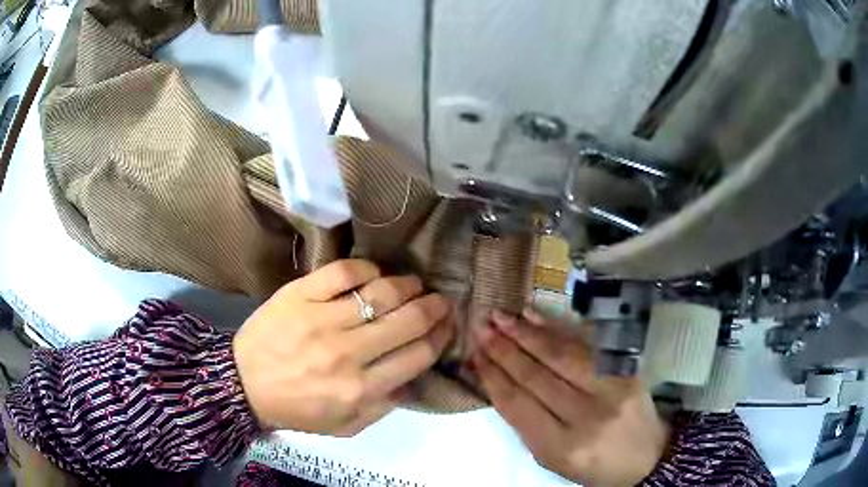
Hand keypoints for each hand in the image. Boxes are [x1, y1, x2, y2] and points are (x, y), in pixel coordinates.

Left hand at [234, 259, 453, 435]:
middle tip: (440, 299)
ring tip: (414, 284)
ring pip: (381, 292)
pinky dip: (366, 269)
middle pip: (407, 320)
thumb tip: (414, 378)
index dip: (440, 336)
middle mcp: (347, 353)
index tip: (447, 325)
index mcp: (361, 389)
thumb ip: (384, 407)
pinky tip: (374, 274)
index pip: (418, 356)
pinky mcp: (300, 294)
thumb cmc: (296, 408)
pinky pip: (343, 272)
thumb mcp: (345, 426)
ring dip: (407, 285)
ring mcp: (322, 319)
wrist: (244, 384)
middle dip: (434, 307)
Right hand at [472, 309, 669, 486]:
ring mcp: (610, 390)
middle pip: (536, 377)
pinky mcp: (625, 371)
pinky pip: (586, 346)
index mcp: (561, 447)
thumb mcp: (552, 459)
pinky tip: (535, 317)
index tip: (474, 355)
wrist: (648, 457)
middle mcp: (586, 417)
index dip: (493, 377)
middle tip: (481, 328)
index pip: (517, 405)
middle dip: (504, 350)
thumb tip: (497, 383)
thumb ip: (526, 425)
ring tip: (501, 317)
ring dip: (526, 334)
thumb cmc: (594, 465)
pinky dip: (557, 329)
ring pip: (560, 356)